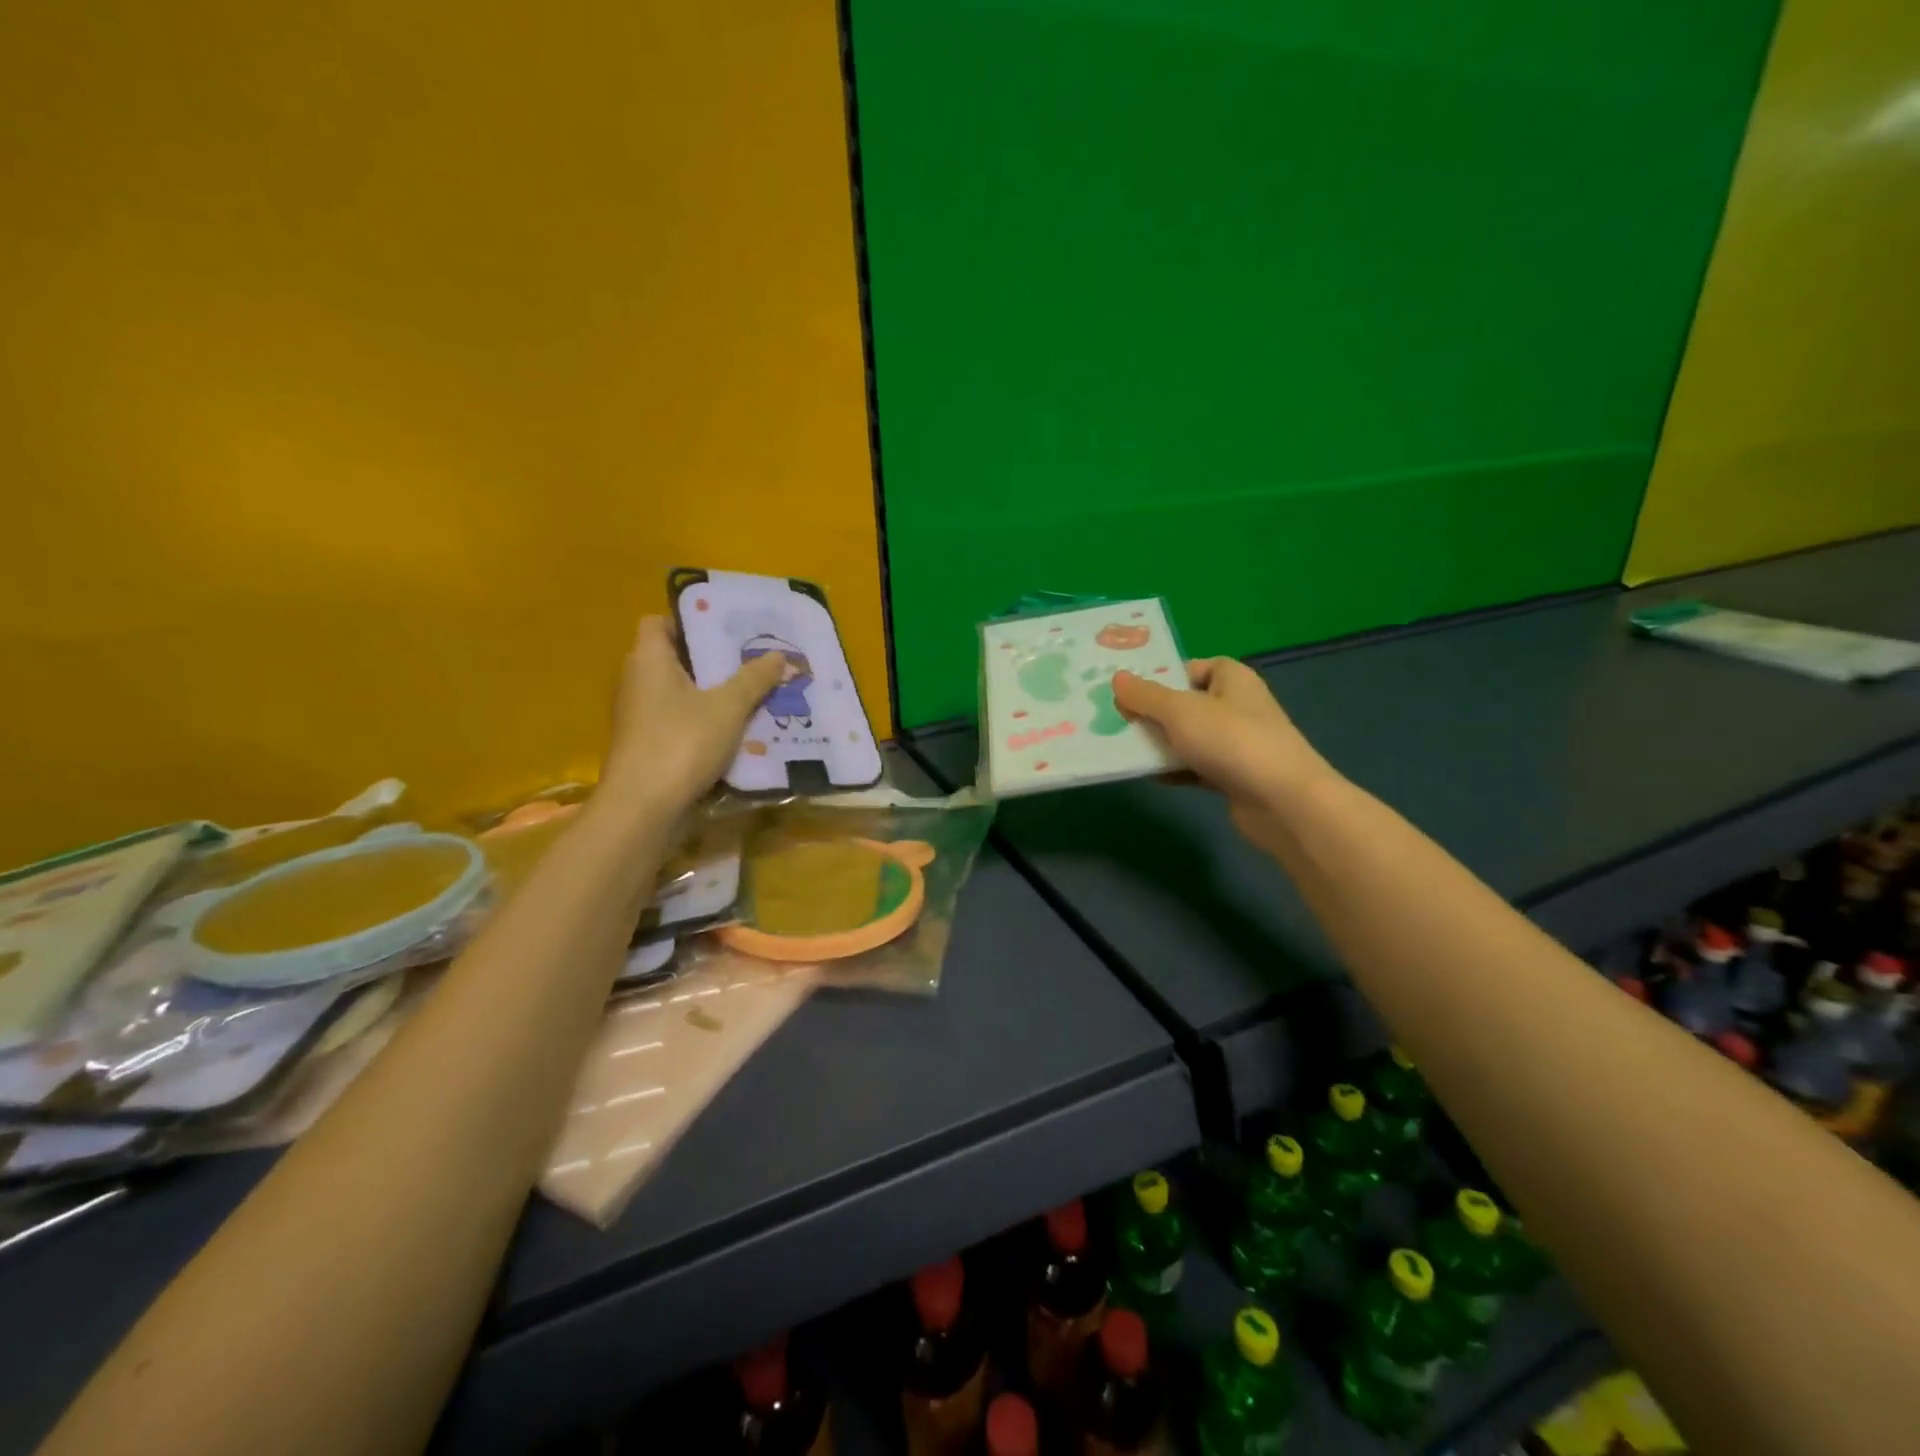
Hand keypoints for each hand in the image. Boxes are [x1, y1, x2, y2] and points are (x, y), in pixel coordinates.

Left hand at [596, 617, 785, 820]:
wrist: (644, 808)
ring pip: (681, 693)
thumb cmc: (681, 743)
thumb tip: (780, 655)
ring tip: (755, 693)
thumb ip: (754, 679)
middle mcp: (637, 682)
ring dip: (713, 693)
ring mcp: (640, 717)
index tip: (726, 628)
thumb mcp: (728, 707)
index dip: (689, 620)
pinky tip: (739, 731)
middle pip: (675, 658)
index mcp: (649, 660)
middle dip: (713, 659)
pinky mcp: (648, 746)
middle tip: (753, 659)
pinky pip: (681, 722)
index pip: (659, 622)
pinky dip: (705, 722)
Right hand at [1112, 657, 1336, 855]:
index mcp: (1231, 678)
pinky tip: (1151, 777)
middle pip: (1186, 703)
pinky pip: (1196, 766)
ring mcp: (1237, 743)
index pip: (1191, 668)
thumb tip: (1117, 679)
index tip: (1130, 692)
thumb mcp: (1179, 711)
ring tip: (1125, 749)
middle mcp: (1236, 705)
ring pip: (1189, 737)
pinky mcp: (1235, 775)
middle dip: (1153, 713)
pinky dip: (1176, 770)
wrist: (1282, 801)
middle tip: (1118, 721)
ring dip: (1161, 744)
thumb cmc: (1231, 741)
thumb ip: (1145, 695)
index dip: (1161, 677)